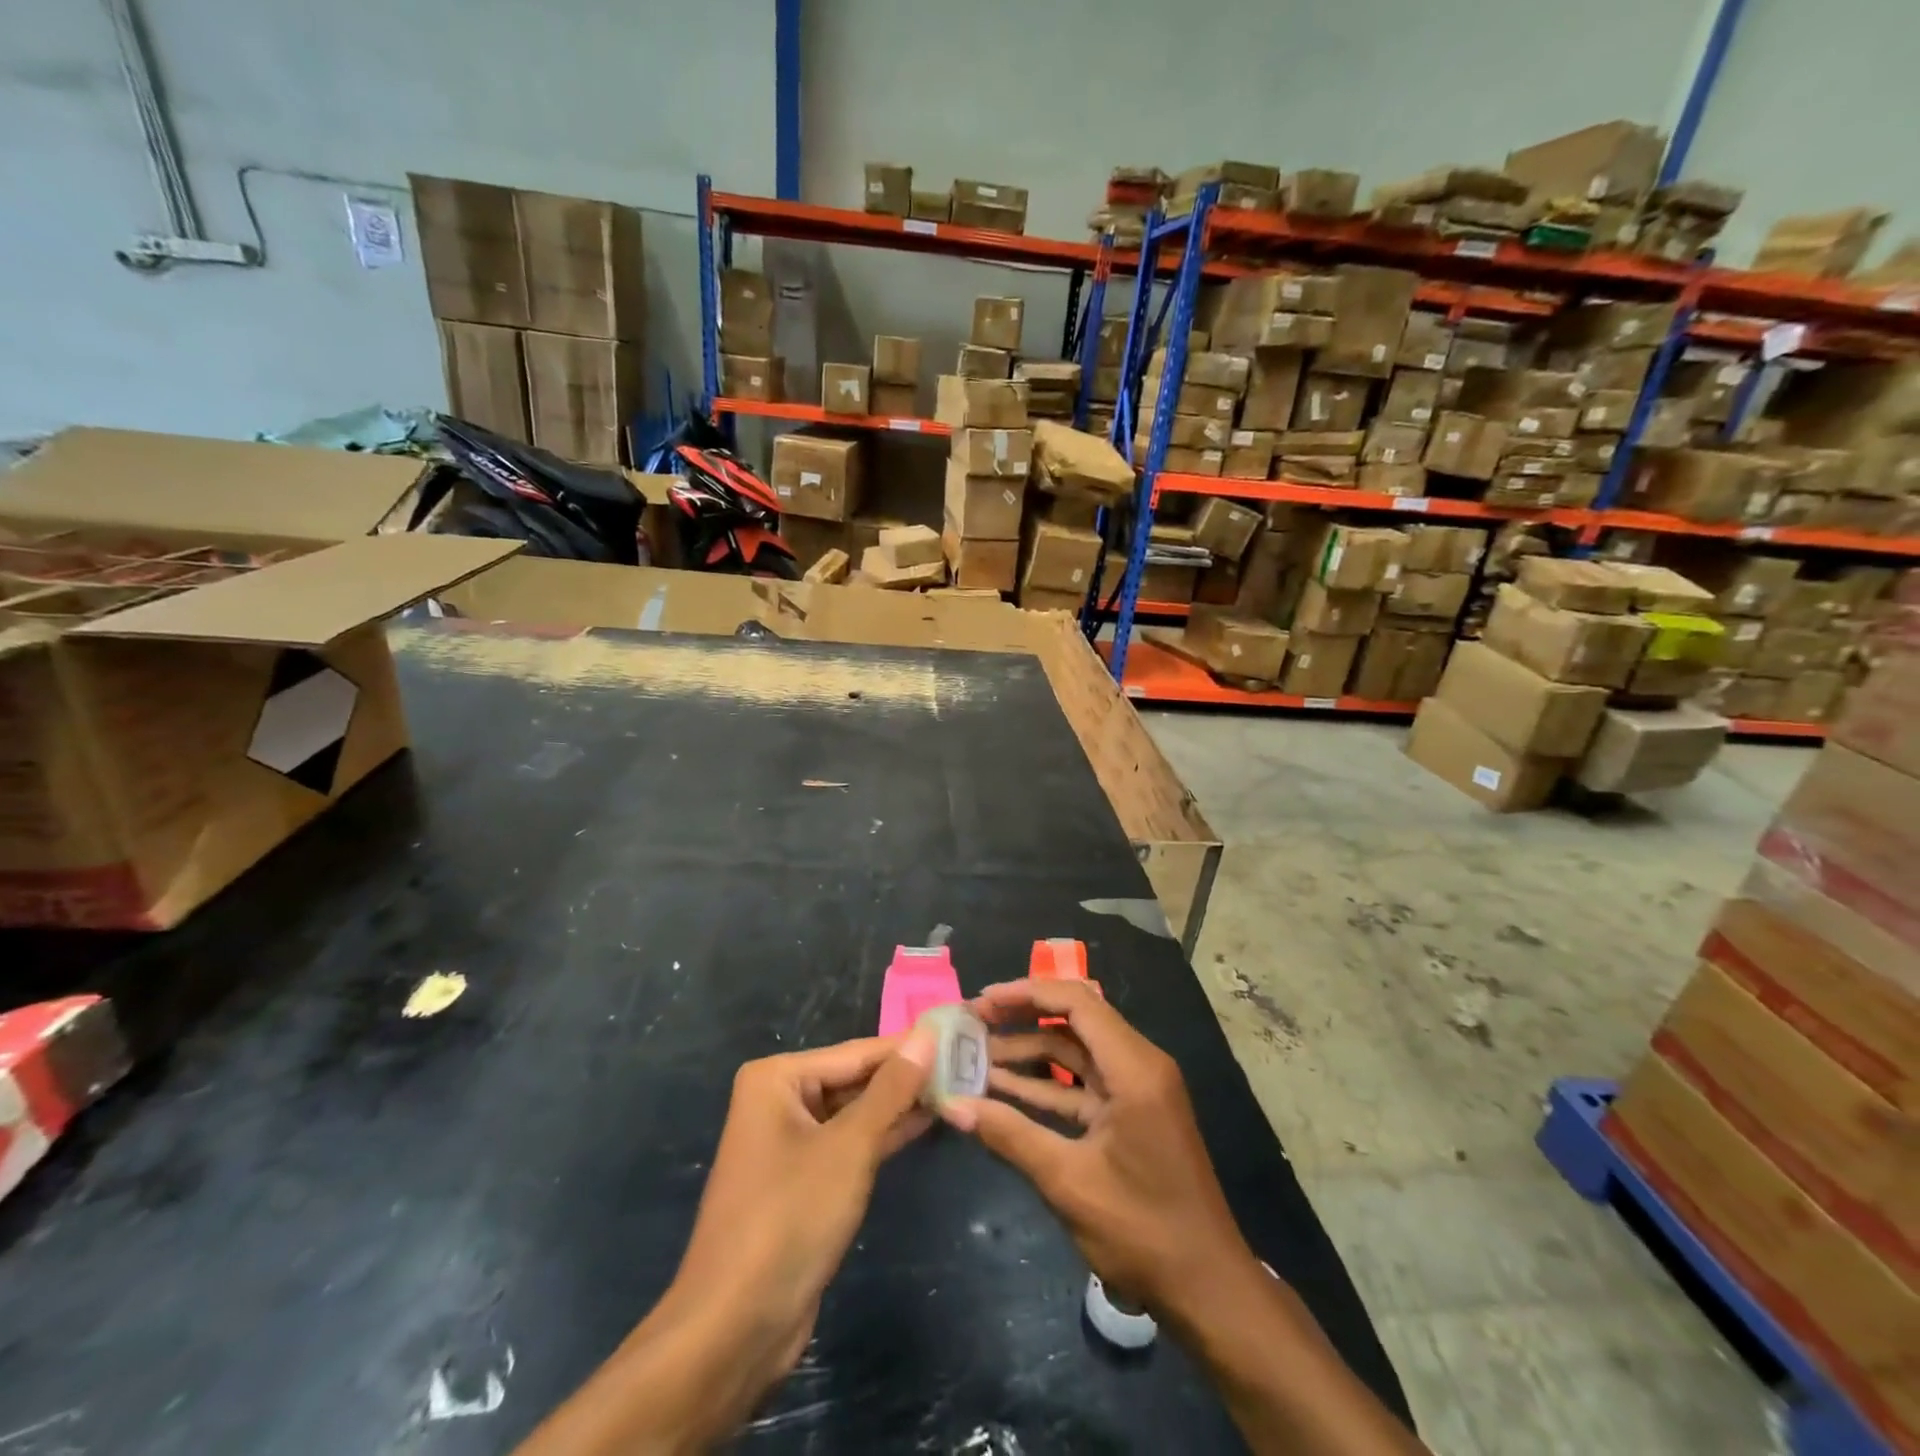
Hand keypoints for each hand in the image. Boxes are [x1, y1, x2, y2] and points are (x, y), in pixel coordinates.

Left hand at [515, 1033, 936, 1454]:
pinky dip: (883, 1135)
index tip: (958, 1034)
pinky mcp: (802, 1180)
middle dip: (905, 1076)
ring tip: (955, 1087)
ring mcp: (789, 1142)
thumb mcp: (850, 1147)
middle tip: (965, 1062)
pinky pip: (849, 1144)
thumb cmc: (790, 1218)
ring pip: (854, 1112)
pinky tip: (924, 1123)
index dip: (908, 1046)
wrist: (735, 1327)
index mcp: (777, 1078)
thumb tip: (926, 1036)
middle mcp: (778, 1100)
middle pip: (854, 1078)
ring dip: (899, 1105)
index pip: (856, 1051)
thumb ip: (891, 1089)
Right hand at [940, 979, 1253, 1317]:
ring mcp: (1136, 1089)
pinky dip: (1045, 1083)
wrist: (1207, 1289)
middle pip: (1074, 1019)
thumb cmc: (1143, 1230)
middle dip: (1022, 1017)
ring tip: (976, 1054)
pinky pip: (1081, 1083)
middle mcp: (1138, 1064)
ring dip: (1028, 1051)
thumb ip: (1010, 1135)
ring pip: (1075, 1051)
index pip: (1076, 1002)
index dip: (1026, 993)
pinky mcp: (1130, 1112)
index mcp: (1134, 1067)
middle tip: (973, 1023)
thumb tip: (952, 1105)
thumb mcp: (1068, 1182)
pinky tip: (1002, 1089)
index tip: (982, 1002)